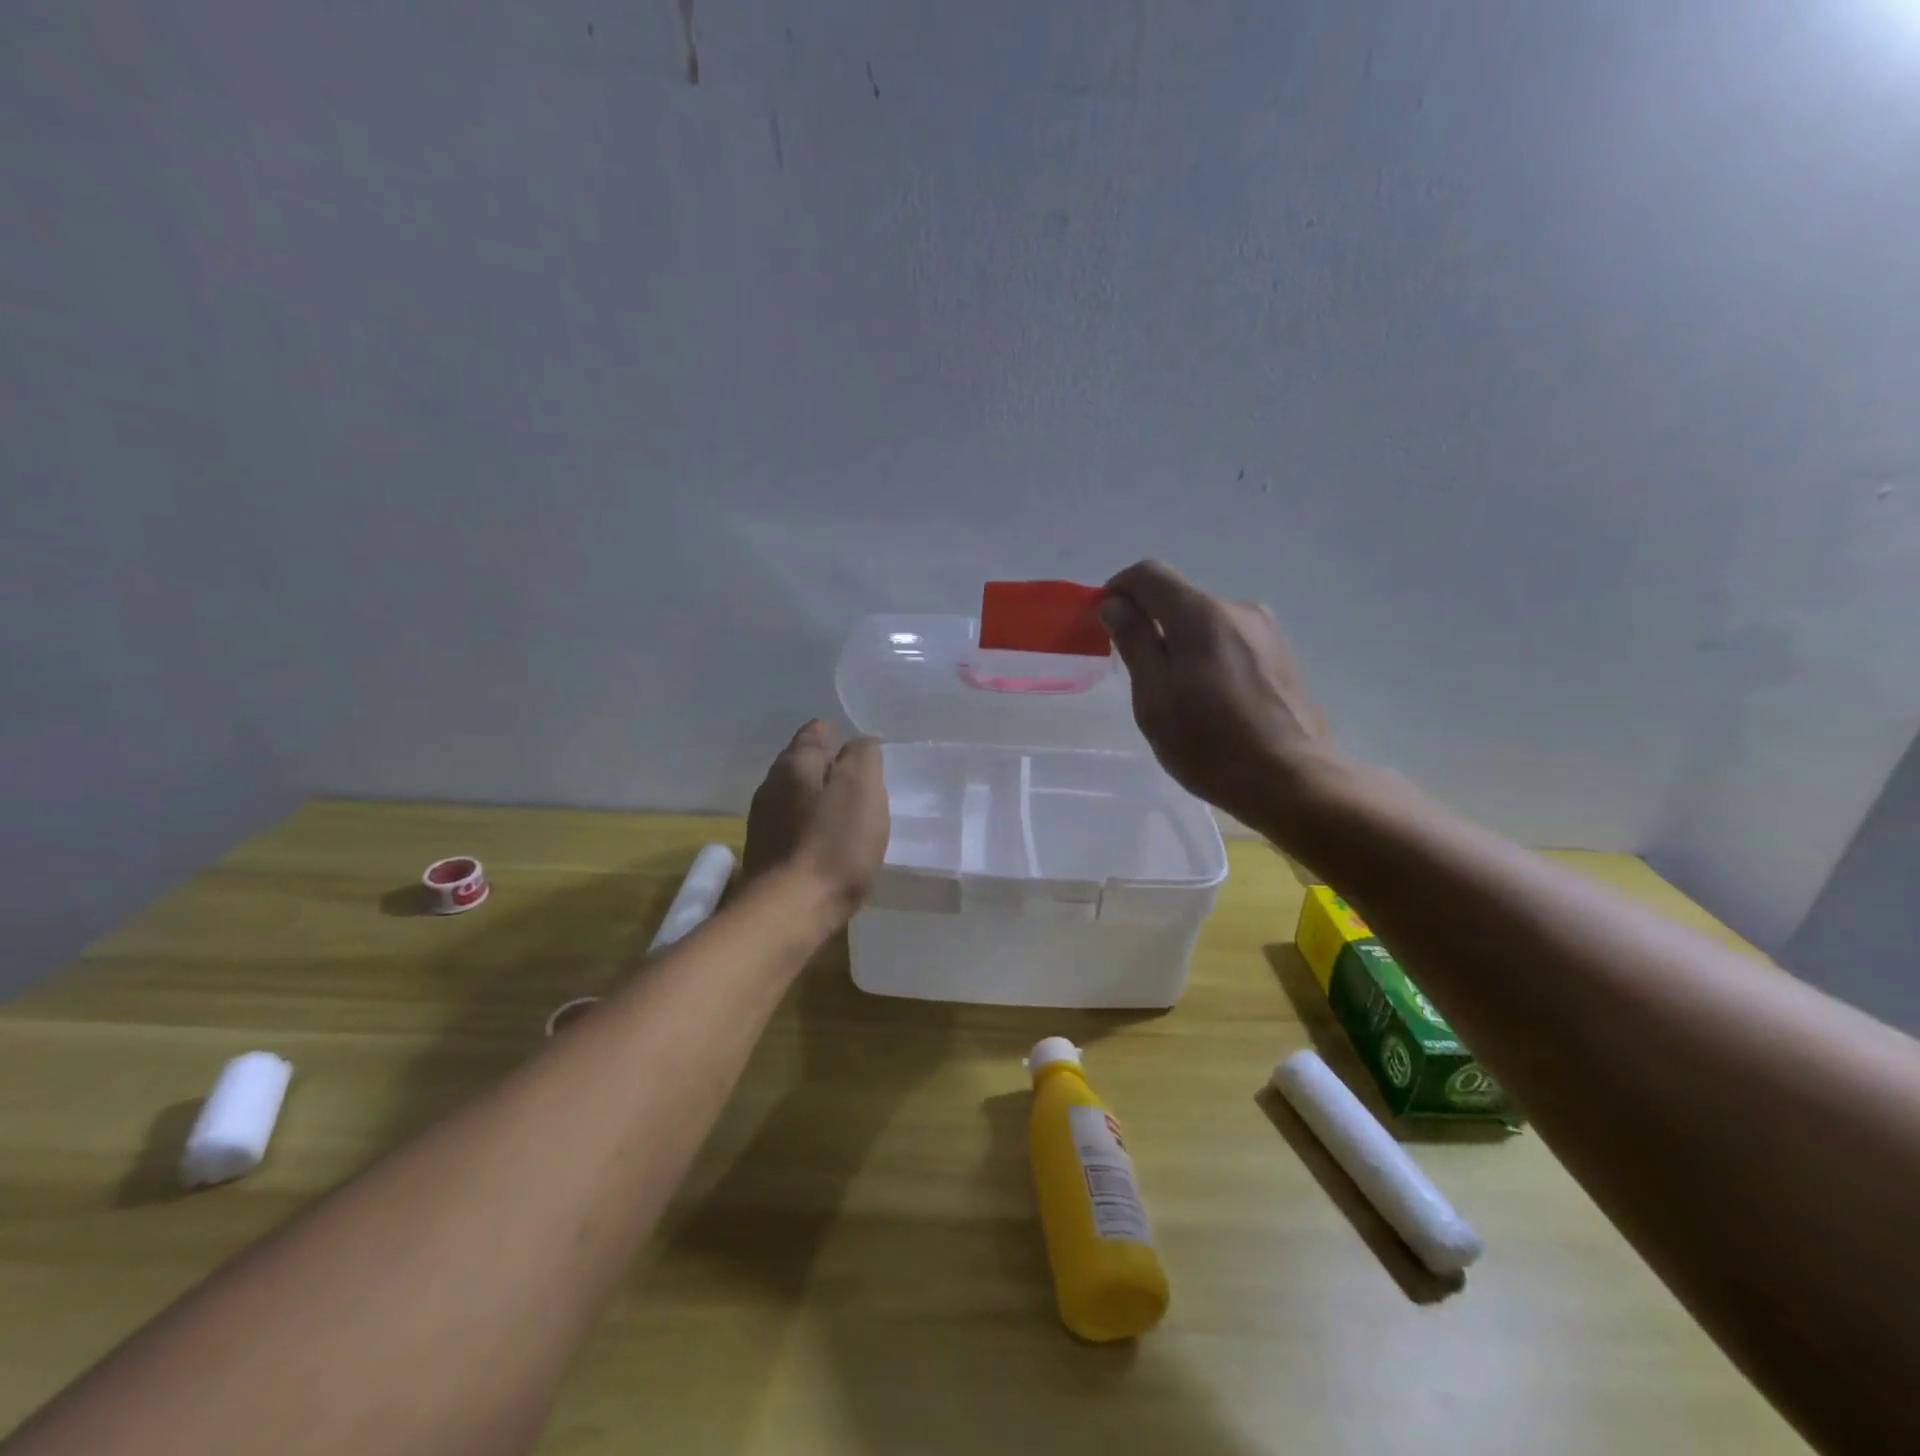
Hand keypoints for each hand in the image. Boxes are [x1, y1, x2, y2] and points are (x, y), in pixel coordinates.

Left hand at [743, 720, 889, 923]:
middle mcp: (771, 786)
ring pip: (795, 797)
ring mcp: (762, 821)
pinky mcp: (764, 854)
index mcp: (795, 764)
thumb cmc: (834, 845)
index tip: (862, 752)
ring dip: (818, 801)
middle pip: (802, 764)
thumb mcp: (862, 789)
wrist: (790, 911)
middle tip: (860, 784)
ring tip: (847, 816)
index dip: (839, 736)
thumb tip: (860, 745)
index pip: (815, 731)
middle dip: (829, 768)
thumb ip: (863, 757)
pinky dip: (810, 828)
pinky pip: (792, 827)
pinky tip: (827, 845)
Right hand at [1099, 561, 1342, 833]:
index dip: (1118, 589)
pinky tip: (1208, 699)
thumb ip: (1134, 642)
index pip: (1149, 574)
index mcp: (1201, 614)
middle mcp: (1238, 609)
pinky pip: (1230, 640)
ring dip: (1179, 641)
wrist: (1295, 782)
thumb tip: (1115, 604)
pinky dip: (1206, 655)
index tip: (1102, 621)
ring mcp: (1266, 632)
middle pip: (1179, 597)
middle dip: (1148, 620)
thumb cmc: (1211, 744)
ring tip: (1173, 692)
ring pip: (1205, 621)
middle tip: (1133, 670)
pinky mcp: (1281, 656)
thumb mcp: (1154, 697)